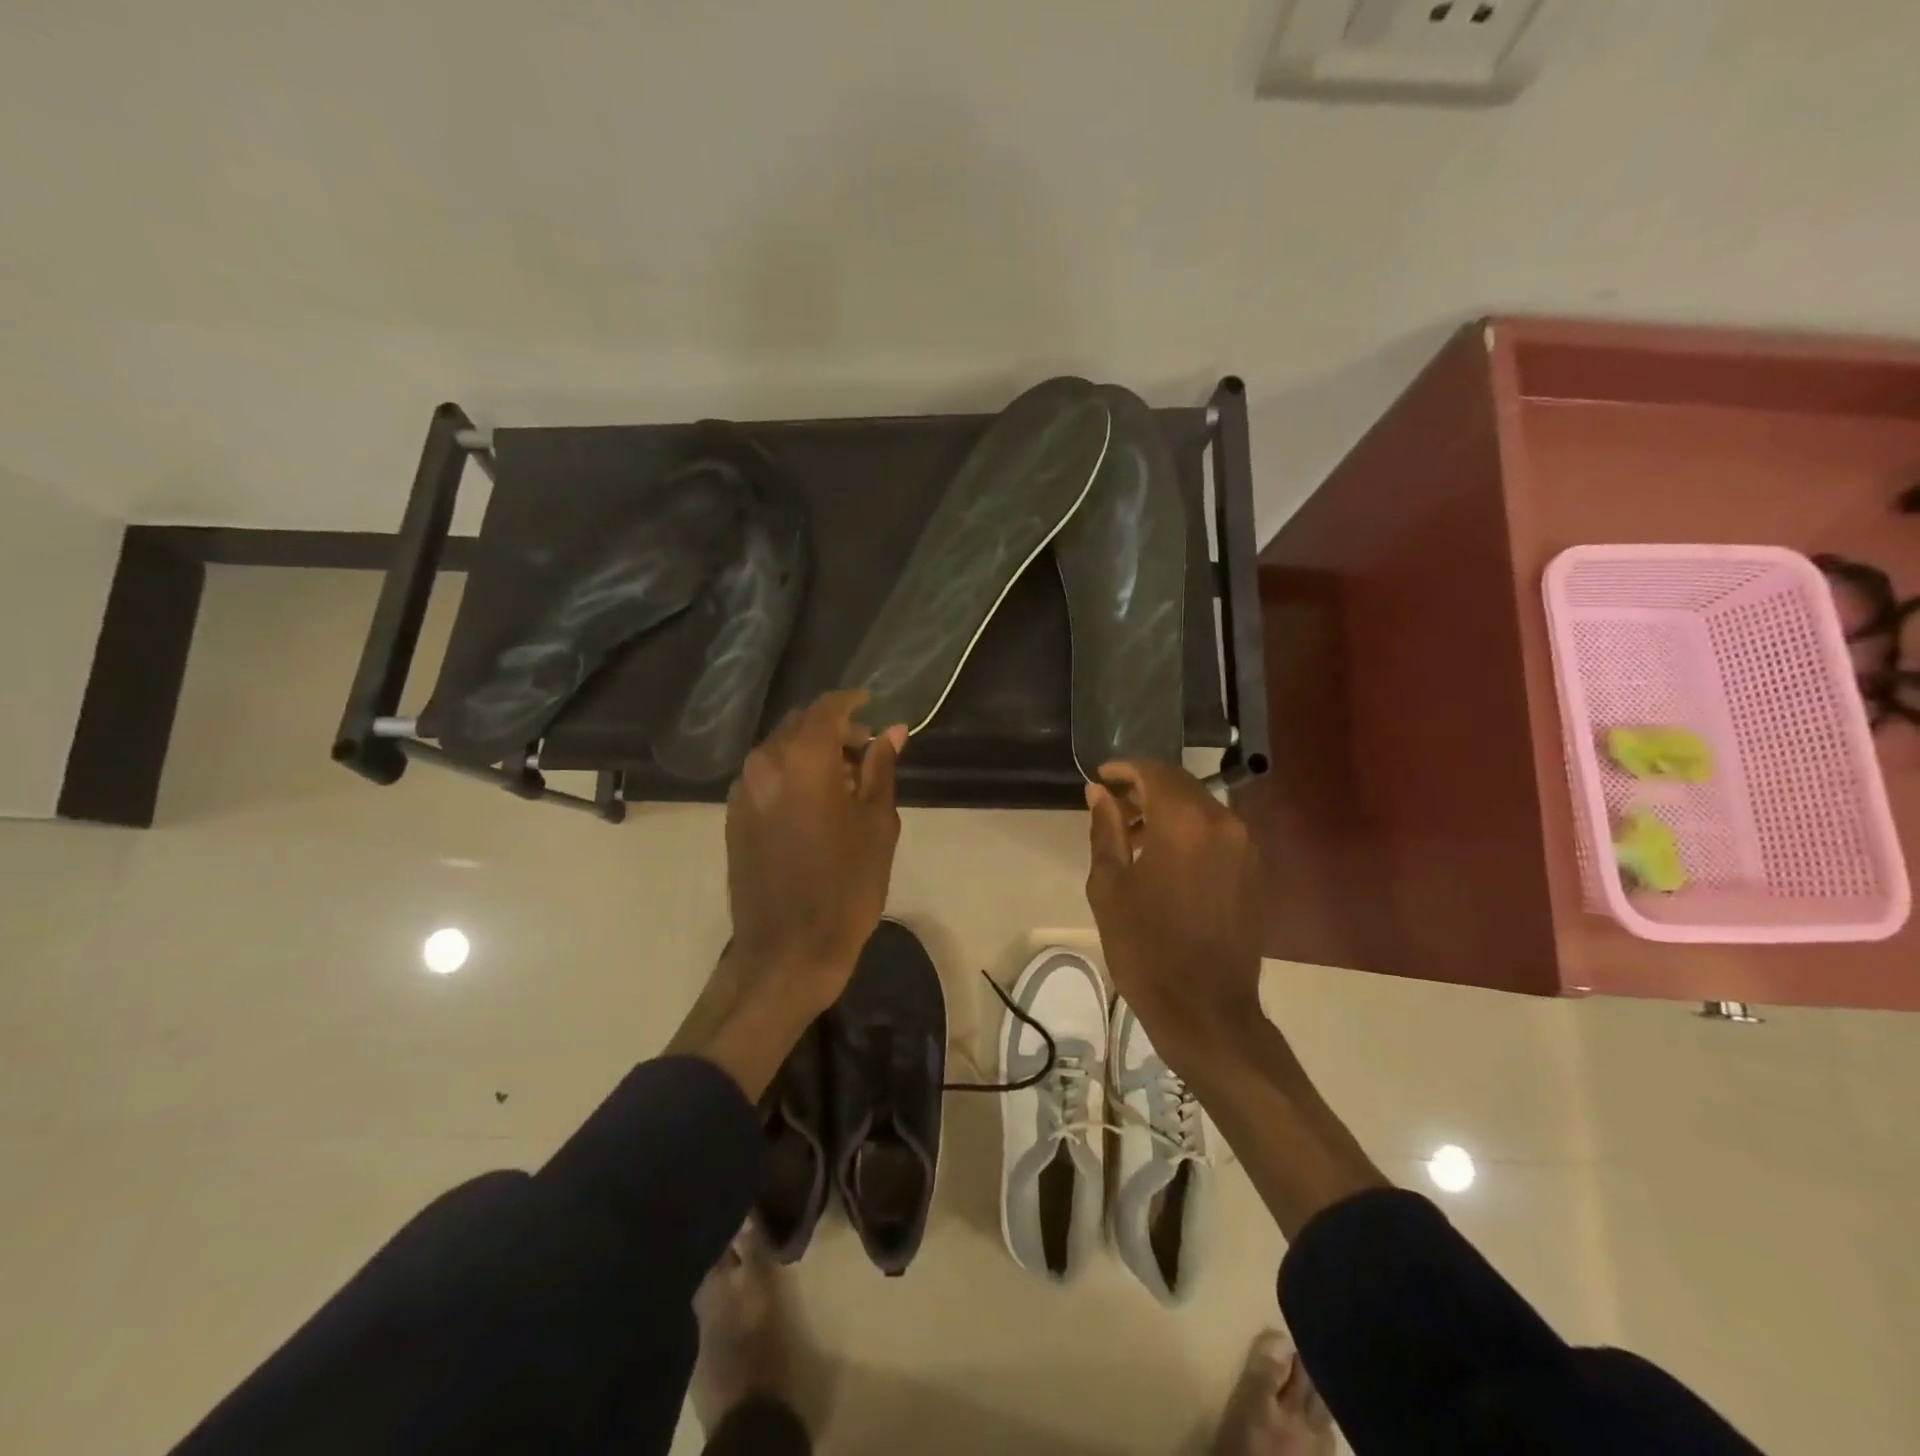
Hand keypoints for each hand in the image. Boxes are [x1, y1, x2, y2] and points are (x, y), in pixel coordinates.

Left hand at [725, 691, 906, 1013]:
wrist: (788, 949)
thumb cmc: (847, 885)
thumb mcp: (877, 823)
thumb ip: (881, 768)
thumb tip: (892, 731)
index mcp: (803, 759)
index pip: (826, 708)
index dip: (851, 701)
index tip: (872, 705)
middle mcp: (765, 764)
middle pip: (798, 725)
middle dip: (832, 729)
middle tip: (865, 750)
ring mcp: (743, 791)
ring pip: (779, 750)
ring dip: (810, 752)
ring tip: (843, 781)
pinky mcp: (734, 817)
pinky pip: (765, 777)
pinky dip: (790, 775)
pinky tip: (814, 803)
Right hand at [1085, 759, 1264, 1052]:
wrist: (1205, 1009)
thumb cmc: (1145, 947)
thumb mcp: (1110, 886)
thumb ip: (1106, 830)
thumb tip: (1099, 793)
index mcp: (1184, 823)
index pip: (1154, 772)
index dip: (1124, 769)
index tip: (1100, 778)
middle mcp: (1222, 823)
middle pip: (1180, 785)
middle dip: (1144, 787)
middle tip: (1111, 804)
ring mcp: (1244, 846)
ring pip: (1200, 806)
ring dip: (1166, 808)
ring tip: (1131, 834)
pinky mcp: (1253, 869)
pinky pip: (1216, 831)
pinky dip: (1188, 829)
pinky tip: (1163, 855)